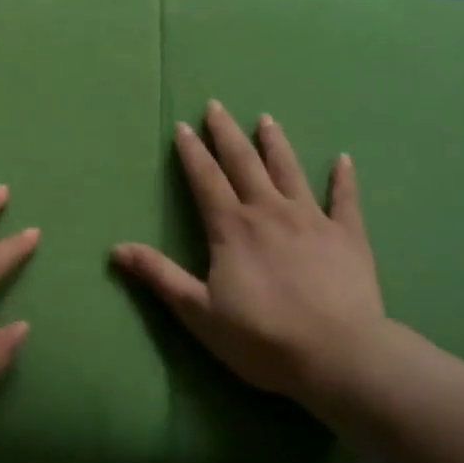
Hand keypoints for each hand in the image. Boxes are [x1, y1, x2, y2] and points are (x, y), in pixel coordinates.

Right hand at [112, 101, 387, 407]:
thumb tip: (116, 249)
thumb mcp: (198, 311)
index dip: (192, 152)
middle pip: (244, 163)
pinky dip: (343, 179)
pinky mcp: (348, 236)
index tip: (182, 126)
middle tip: (216, 106)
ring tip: (266, 119)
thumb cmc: (261, 337)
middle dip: (227, 133)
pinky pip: (345, 200)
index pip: (206, 179)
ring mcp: (312, 220)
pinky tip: (343, 160)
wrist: (337, 356)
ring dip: (275, 143)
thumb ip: (159, 275)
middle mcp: (269, 211)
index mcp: (231, 227)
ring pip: (289, 171)